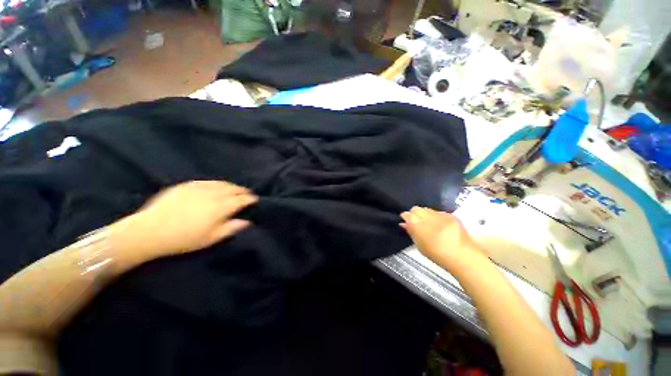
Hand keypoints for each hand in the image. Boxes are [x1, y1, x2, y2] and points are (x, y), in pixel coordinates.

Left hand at [112, 181, 257, 264]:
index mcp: (220, 208)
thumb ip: (231, 228)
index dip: (250, 199)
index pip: (241, 200)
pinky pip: (207, 181)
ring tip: (235, 189)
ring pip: (221, 184)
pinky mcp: (186, 185)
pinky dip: (216, 183)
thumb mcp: (210, 238)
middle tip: (247, 194)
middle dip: (242, 191)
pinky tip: (216, 186)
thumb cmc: (183, 239)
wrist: (149, 231)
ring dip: (231, 186)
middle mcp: (212, 194)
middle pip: (233, 189)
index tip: (255, 200)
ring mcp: (199, 188)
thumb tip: (247, 221)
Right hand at [400, 207, 482, 269]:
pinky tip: (441, 225)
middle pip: (416, 209)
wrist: (462, 256)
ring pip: (427, 209)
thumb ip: (411, 232)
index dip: (406, 217)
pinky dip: (437, 217)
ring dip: (426, 214)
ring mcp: (439, 214)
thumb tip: (404, 223)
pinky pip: (439, 212)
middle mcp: (427, 216)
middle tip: (417, 222)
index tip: (406, 221)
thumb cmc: (437, 254)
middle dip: (415, 213)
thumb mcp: (419, 245)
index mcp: (417, 224)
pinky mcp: (450, 215)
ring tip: (430, 224)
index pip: (407, 214)